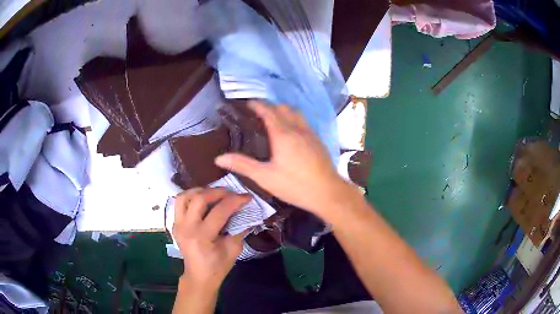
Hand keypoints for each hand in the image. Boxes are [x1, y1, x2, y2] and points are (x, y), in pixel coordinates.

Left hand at [172, 187, 249, 289]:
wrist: (199, 276)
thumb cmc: (218, 266)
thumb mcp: (233, 249)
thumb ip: (238, 228)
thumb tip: (245, 210)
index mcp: (202, 237)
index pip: (219, 212)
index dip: (235, 201)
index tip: (247, 196)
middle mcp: (186, 228)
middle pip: (199, 199)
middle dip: (217, 192)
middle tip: (230, 192)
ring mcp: (177, 225)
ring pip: (184, 197)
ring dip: (200, 191)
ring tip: (213, 193)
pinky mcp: (174, 223)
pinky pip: (180, 203)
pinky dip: (191, 197)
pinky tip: (202, 200)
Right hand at [215, 101, 353, 218]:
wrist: (328, 193)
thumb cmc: (295, 185)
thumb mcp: (265, 177)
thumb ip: (242, 165)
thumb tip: (219, 158)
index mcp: (282, 134)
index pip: (268, 112)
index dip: (257, 105)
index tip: (248, 103)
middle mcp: (297, 129)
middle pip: (283, 108)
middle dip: (270, 106)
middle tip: (258, 112)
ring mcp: (310, 134)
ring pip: (296, 113)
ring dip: (283, 111)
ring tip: (274, 118)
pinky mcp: (318, 141)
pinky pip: (304, 122)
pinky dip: (294, 119)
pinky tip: (292, 132)